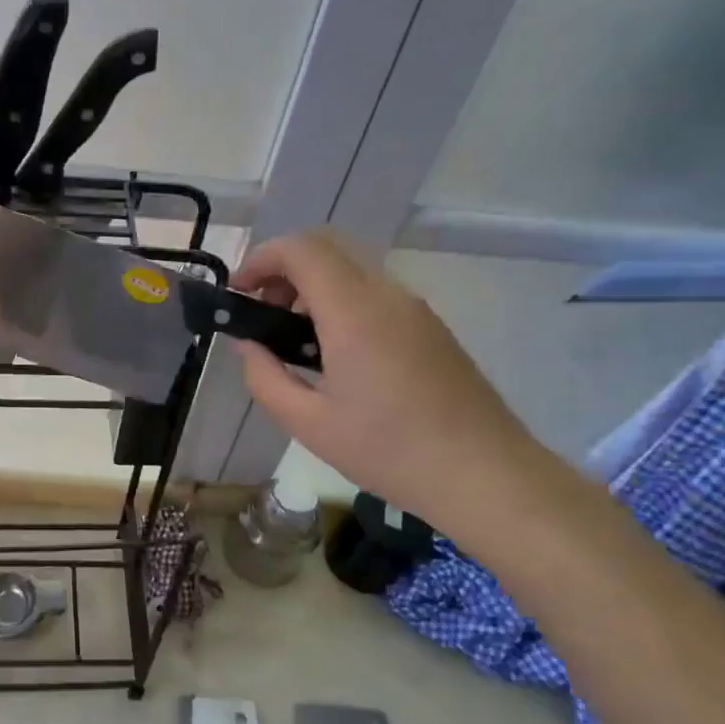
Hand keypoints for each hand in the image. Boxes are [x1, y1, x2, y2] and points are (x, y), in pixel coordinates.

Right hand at [231, 231, 535, 531]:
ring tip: (294, 341)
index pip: (302, 249)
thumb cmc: (389, 451)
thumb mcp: (309, 424)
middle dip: (283, 270)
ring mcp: (415, 309)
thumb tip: (248, 345)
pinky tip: (334, 354)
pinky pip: (375, 294)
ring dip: (312, 288)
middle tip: (263, 315)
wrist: (484, 474)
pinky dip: (340, 303)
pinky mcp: (430, 327)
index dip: (261, 259)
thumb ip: (265, 377)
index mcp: (354, 312)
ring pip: (352, 270)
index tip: (239, 293)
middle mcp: (387, 295)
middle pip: (327, 249)